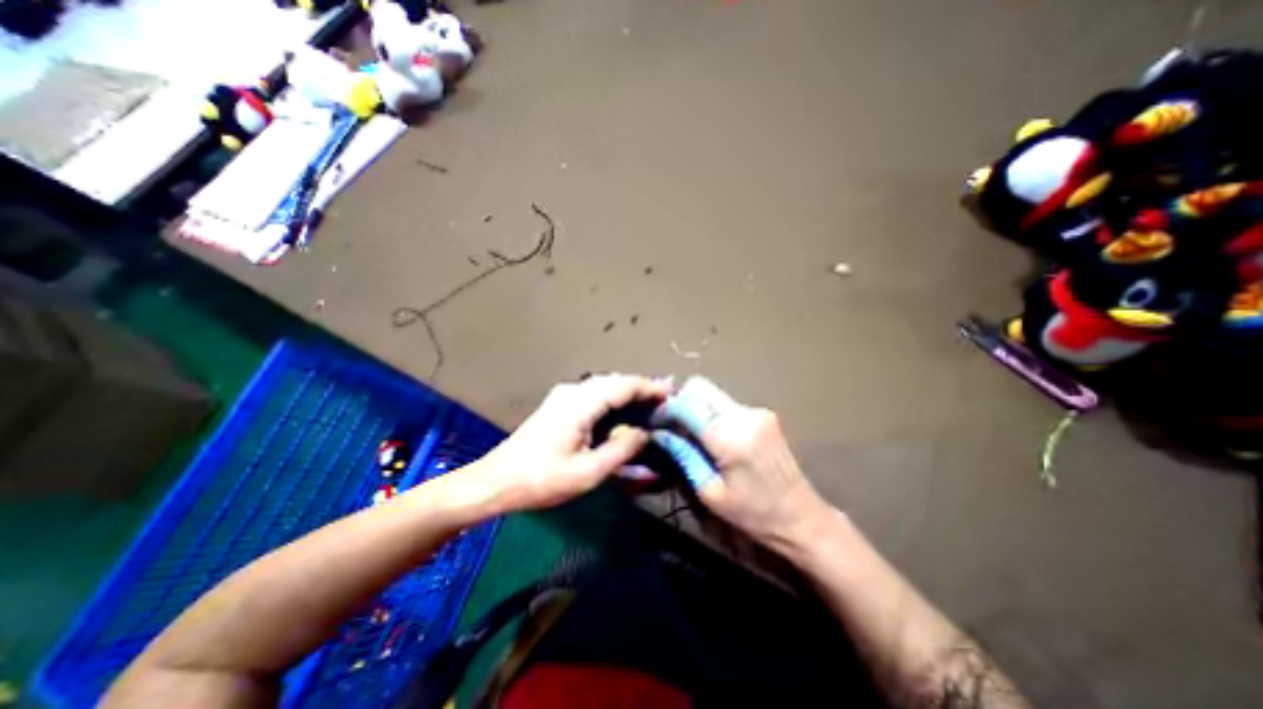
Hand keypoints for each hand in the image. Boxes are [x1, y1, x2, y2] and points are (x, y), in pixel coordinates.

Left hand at [472, 374, 671, 511]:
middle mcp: (573, 391)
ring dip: (628, 392)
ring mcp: (564, 396)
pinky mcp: (560, 405)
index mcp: (581, 403)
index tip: (672, 393)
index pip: (624, 386)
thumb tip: (644, 433)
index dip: (650, 388)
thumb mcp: (588, 472)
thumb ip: (621, 449)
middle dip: (642, 388)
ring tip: (650, 404)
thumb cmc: (542, 480)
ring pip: (605, 386)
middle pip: (616, 381)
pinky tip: (623, 411)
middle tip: (666, 401)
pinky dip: (614, 399)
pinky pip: (594, 394)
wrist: (497, 481)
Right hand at [658, 379, 835, 550]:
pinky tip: (714, 440)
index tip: (655, 424)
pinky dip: (712, 415)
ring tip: (692, 438)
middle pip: (700, 387)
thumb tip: (660, 433)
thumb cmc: (754, 516)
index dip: (665, 410)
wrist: (803, 520)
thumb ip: (683, 456)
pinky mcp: (764, 415)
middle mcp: (744, 414)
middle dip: (680, 403)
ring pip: (712, 395)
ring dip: (697, 410)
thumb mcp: (709, 493)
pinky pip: (726, 405)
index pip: (686, 402)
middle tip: (672, 428)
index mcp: (730, 436)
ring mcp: (757, 412)